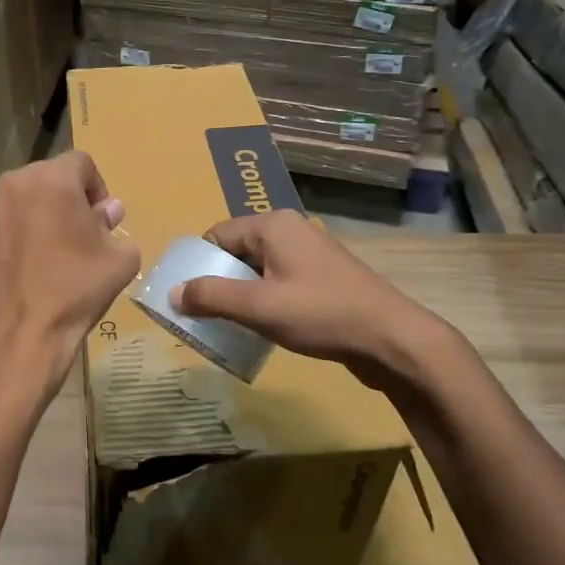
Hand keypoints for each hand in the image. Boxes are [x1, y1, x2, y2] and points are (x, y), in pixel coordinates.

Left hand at [0, 151, 139, 364]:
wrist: (24, 333)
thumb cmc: (77, 290)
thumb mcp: (120, 258)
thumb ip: (113, 224)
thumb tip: (105, 211)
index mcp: (54, 179)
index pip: (82, 163)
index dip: (96, 187)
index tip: (99, 218)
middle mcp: (14, 182)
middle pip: (47, 177)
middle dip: (63, 198)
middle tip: (73, 234)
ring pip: (18, 198)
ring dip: (33, 213)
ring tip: (42, 251)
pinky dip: (5, 233)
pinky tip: (16, 263)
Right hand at [172, 211, 443, 385]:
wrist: (392, 339)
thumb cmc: (321, 314)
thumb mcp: (258, 307)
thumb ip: (211, 297)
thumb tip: (172, 294)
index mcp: (273, 225)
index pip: (217, 235)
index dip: (198, 265)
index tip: (187, 297)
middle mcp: (291, 230)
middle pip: (237, 251)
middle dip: (218, 281)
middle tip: (204, 315)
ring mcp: (311, 253)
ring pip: (259, 269)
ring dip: (242, 294)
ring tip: (230, 324)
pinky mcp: (325, 277)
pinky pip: (280, 281)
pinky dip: (265, 300)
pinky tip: (264, 327)